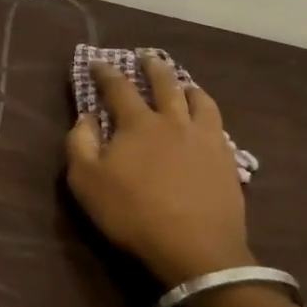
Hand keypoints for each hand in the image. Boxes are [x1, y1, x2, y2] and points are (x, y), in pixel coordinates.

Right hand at [65, 54, 252, 286]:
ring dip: (188, 87)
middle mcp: (174, 121)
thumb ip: (80, 144)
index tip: (97, 63)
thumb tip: (86, 118)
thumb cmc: (134, 214)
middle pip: (165, 84)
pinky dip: (209, 115)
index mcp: (139, 124)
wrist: (196, 249)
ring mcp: (205, 139)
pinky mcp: (226, 160)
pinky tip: (209, 122)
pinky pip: (220, 126)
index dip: (105, 73)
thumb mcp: (87, 183)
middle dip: (153, 67)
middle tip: (147, 56)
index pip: (119, 88)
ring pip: (199, 100)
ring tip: (185, 84)